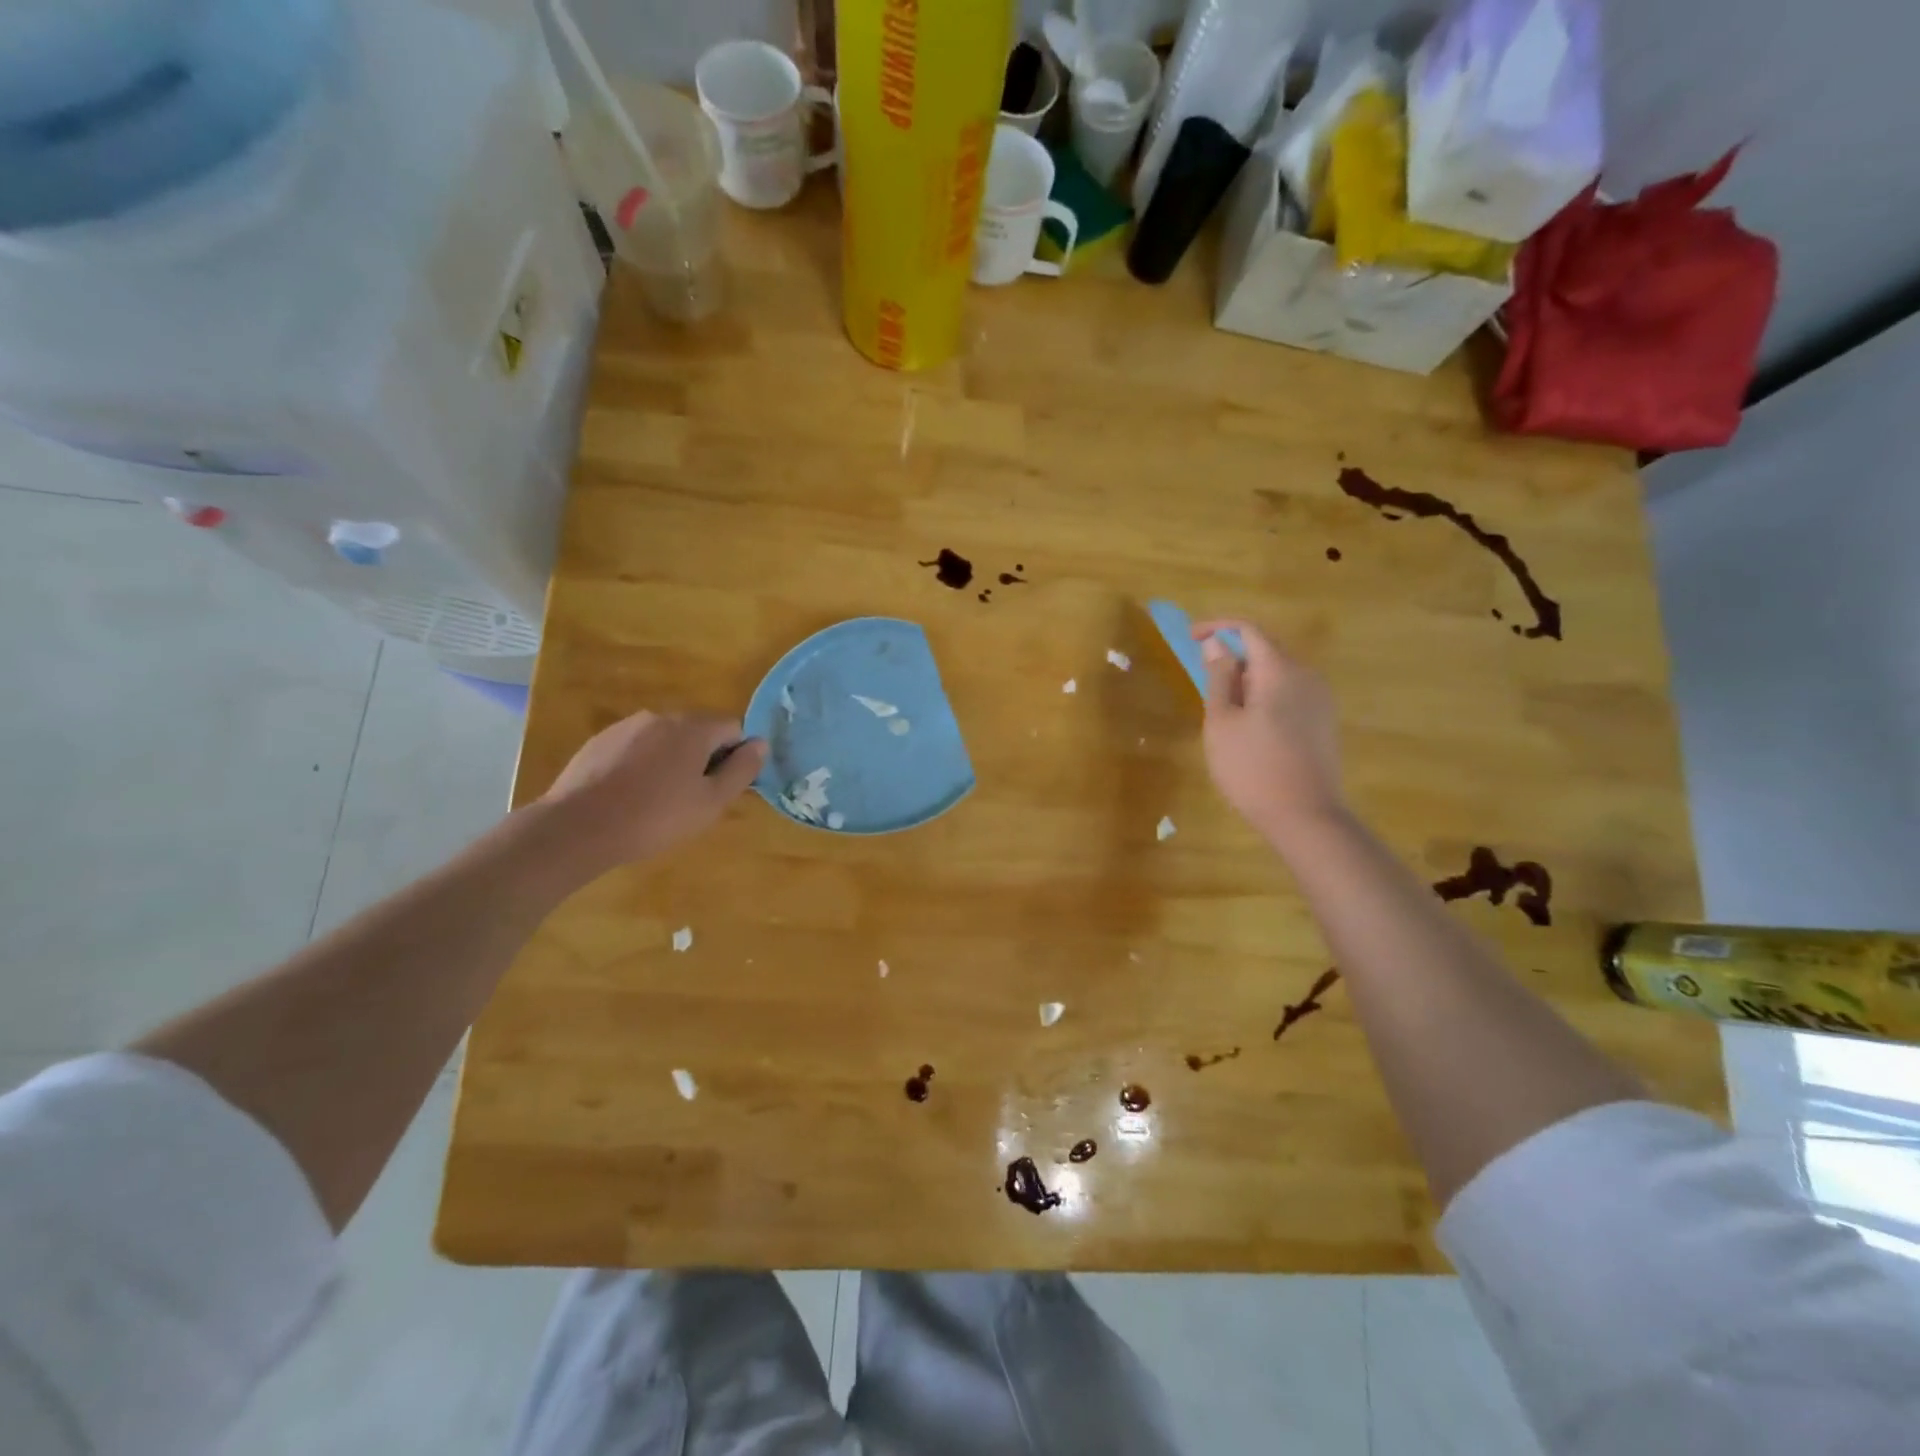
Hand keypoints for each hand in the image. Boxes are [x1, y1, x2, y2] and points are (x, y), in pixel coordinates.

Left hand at [536, 710, 766, 877]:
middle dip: (703, 757)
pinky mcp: (600, 741)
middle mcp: (661, 716)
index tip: (721, 787)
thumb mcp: (711, 802)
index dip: (735, 756)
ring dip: (671, 760)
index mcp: (693, 728)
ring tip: (658, 799)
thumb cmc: (655, 817)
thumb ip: (741, 770)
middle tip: (693, 797)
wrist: (578, 827)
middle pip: (698, 730)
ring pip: (665, 738)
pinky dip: (642, 764)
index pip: (733, 728)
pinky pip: (636, 747)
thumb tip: (761, 744)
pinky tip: (629, 795)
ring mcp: (627, 726)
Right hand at [1191, 619, 1345, 849]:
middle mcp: (1307, 676)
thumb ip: (1219, 677)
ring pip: (1278, 673)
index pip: (1248, 630)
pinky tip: (1248, 724)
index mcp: (1280, 671)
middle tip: (1200, 675)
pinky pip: (1289, 693)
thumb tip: (1216, 645)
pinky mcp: (1323, 722)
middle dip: (1232, 654)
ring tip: (1220, 705)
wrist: (1305, 816)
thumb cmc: (1252, 768)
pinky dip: (1263, 695)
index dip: (1217, 628)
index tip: (1190, 638)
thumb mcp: (1222, 721)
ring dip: (1247, 677)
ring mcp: (1320, 700)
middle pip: (1266, 649)